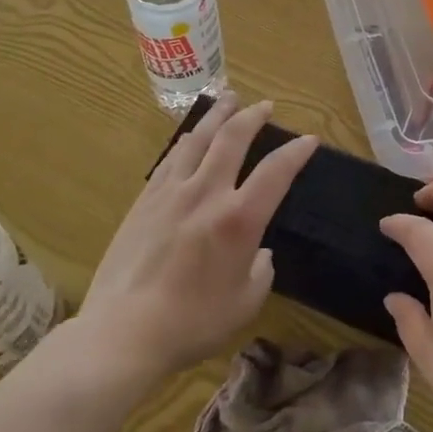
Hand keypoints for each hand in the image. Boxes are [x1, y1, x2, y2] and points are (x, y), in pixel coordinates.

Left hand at [75, 95, 314, 385]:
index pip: (276, 171)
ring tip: (228, 99)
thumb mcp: (245, 304)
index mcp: (239, 219)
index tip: (309, 139)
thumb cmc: (192, 323)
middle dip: (253, 116)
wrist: (123, 332)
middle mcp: (207, 193)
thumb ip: (261, 271)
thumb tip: (260, 253)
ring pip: (198, 139)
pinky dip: (187, 141)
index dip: (296, 152)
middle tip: (265, 105)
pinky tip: (190, 137)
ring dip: (217, 115)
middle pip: (232, 138)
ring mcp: (171, 192)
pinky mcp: (145, 201)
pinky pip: (171, 158)